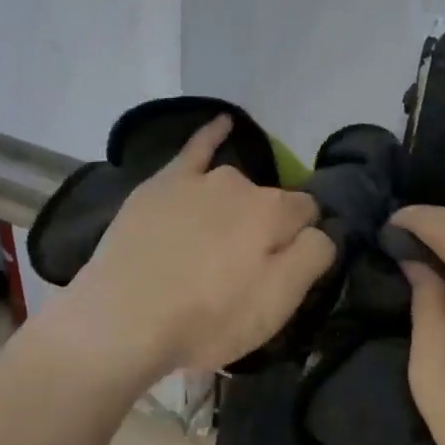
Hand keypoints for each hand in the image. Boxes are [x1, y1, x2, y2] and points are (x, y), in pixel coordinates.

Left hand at [45, 117, 336, 380]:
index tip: (285, 269)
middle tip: (245, 269)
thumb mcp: (276, 305)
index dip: (303, 242)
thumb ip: (312, 258)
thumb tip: (321, 230)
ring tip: (223, 238)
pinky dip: (212, 134)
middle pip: (270, 202)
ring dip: (239, 203)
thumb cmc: (206, 320)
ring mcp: (197, 180)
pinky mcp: (161, 185)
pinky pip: (195, 148)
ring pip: (235, 185)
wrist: (122, 320)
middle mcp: (239, 184)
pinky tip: (222, 123)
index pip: (308, 214)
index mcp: (274, 212)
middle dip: (268, 228)